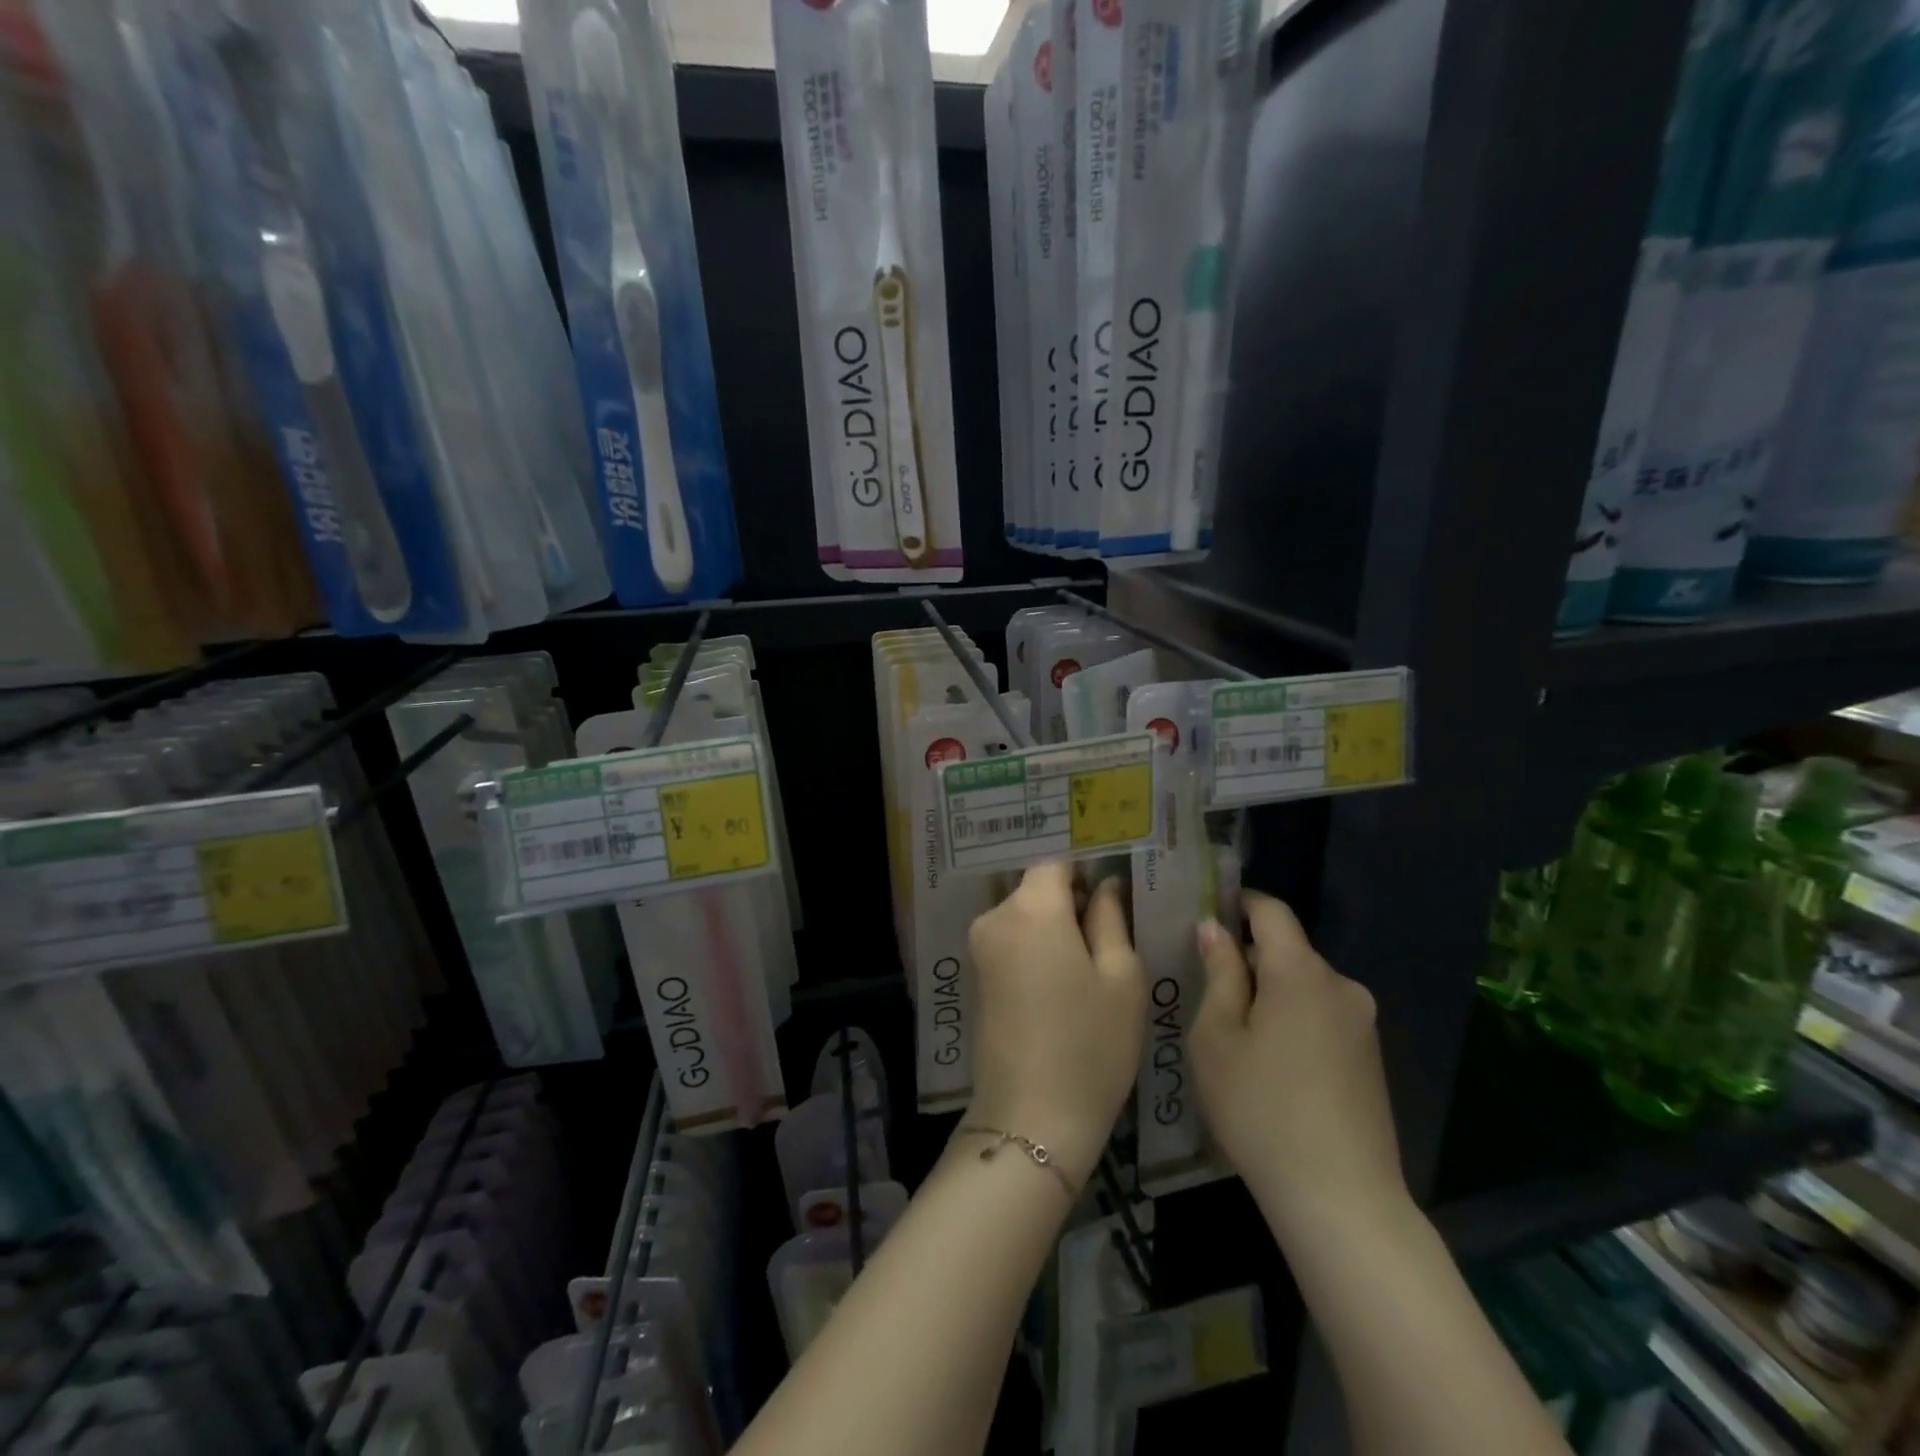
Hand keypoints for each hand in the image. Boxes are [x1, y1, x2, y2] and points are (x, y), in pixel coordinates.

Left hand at [966, 863, 1146, 1189]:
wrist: (1031, 1119)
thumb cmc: (1091, 1045)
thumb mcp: (1121, 978)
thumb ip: (1110, 918)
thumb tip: (1104, 884)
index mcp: (1032, 908)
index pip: (1056, 860)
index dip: (1086, 869)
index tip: (1113, 890)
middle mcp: (996, 916)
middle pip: (1037, 886)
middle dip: (1071, 898)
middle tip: (1110, 930)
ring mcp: (980, 946)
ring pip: (1024, 913)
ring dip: (1054, 924)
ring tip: (1092, 959)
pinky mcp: (976, 975)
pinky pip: (1012, 939)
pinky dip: (1037, 945)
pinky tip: (1063, 979)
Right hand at [1191, 892, 1407, 1236]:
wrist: (1342, 1200)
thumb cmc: (1260, 1109)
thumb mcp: (1216, 1037)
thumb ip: (1219, 974)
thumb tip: (1215, 929)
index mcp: (1301, 972)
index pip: (1271, 911)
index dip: (1238, 903)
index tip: (1206, 913)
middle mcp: (1341, 986)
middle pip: (1287, 951)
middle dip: (1247, 959)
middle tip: (1204, 988)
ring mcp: (1362, 1023)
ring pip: (1303, 986)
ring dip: (1269, 994)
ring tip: (1232, 1034)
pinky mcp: (1371, 1058)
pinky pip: (1322, 1017)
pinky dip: (1292, 1021)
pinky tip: (1270, 1065)